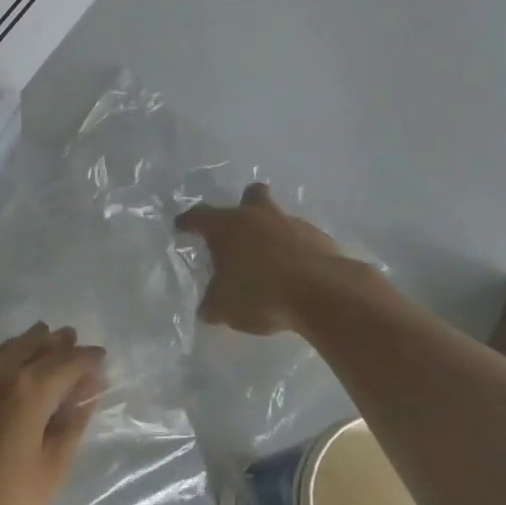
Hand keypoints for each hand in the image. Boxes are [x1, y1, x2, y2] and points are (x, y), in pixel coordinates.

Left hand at [0, 323, 106, 504]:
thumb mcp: (50, 470)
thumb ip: (71, 424)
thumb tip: (87, 392)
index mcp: (27, 389)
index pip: (67, 361)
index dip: (88, 359)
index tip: (102, 359)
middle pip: (33, 345)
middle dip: (57, 343)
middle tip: (74, 341)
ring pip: (4, 349)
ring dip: (29, 345)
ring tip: (46, 343)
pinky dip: (1, 356)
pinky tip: (6, 366)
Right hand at [176, 183, 365, 335]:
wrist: (324, 294)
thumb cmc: (261, 293)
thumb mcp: (224, 307)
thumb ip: (213, 304)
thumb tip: (208, 308)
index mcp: (228, 226)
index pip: (199, 216)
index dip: (188, 222)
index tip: (181, 227)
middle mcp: (259, 216)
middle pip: (251, 196)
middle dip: (244, 206)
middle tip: (239, 230)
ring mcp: (294, 224)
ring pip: (279, 218)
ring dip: (272, 234)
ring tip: (268, 263)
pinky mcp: (321, 240)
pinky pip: (301, 240)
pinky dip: (295, 253)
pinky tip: (293, 275)